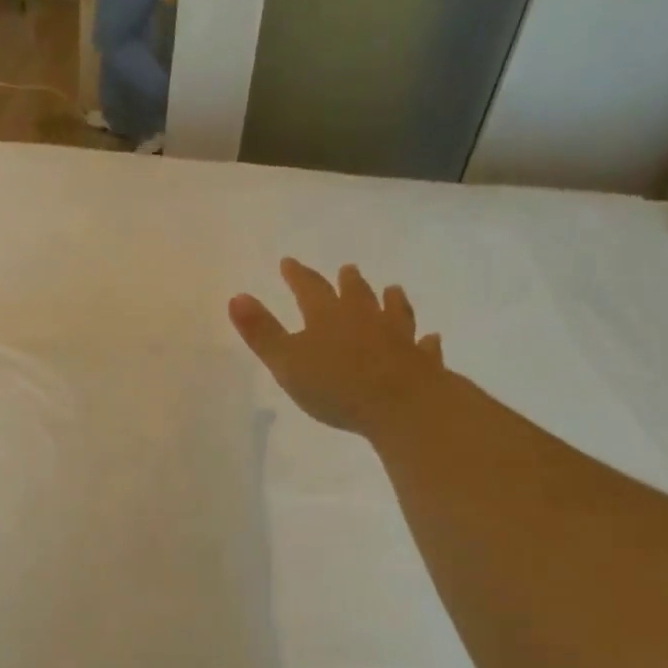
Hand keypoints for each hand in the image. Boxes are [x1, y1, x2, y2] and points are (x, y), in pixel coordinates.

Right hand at [230, 259, 444, 440]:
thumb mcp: (286, 361)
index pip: (309, 289)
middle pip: (356, 294)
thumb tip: (236, 296)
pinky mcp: (421, 362)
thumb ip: (261, 332)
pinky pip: (424, 348)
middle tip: (348, 269)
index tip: (288, 262)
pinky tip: (431, 338)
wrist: (400, 405)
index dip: (297, 276)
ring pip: (394, 312)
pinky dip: (425, 342)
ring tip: (392, 290)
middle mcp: (365, 319)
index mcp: (328, 317)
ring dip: (391, 301)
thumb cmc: (335, 385)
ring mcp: (398, 338)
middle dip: (348, 282)